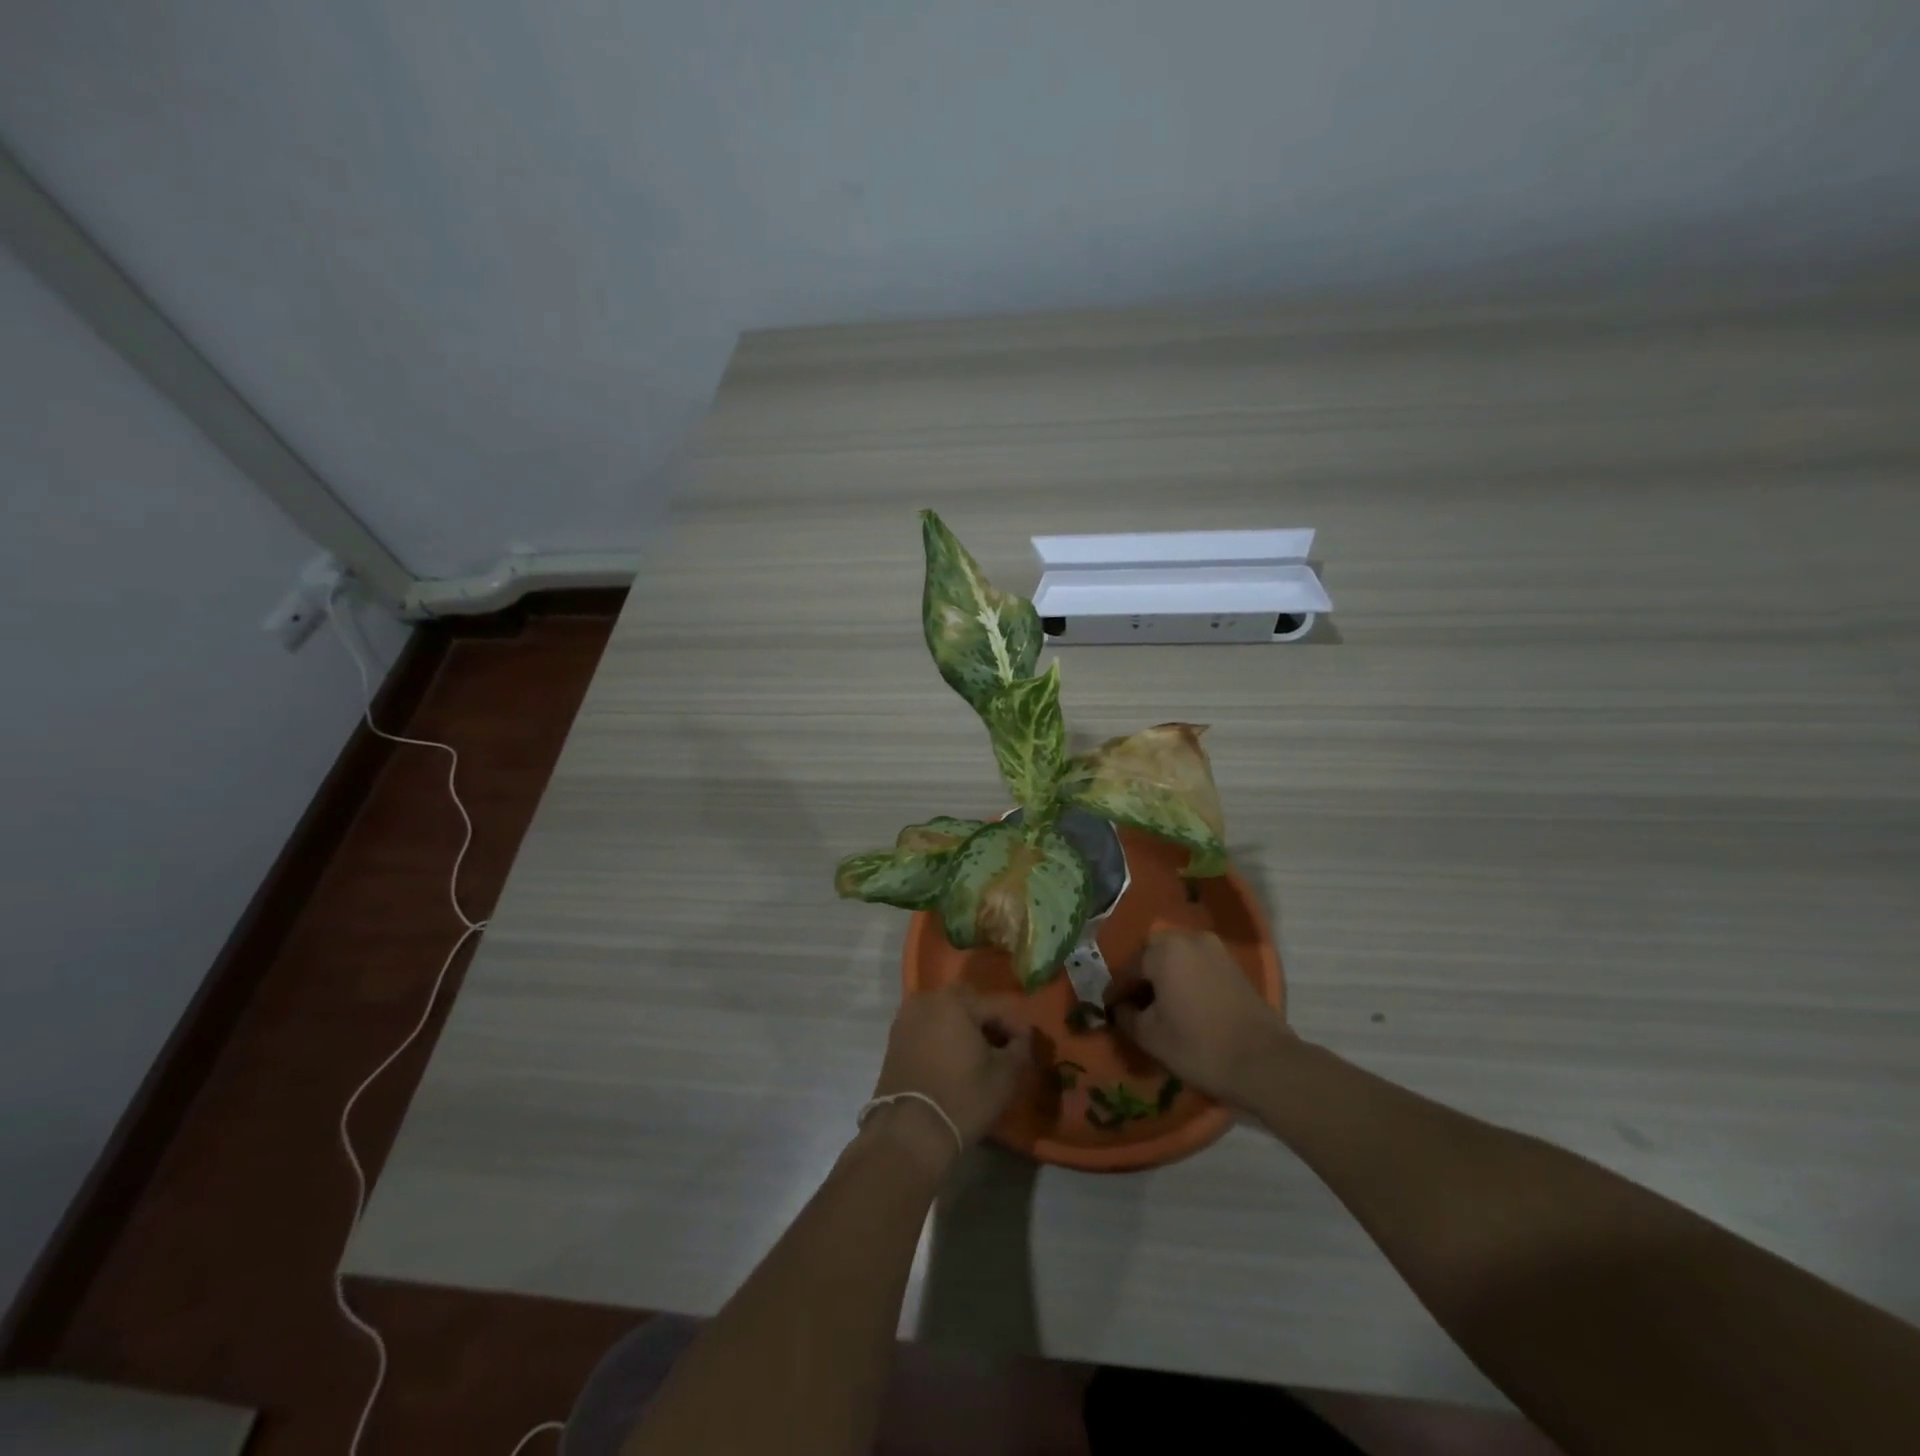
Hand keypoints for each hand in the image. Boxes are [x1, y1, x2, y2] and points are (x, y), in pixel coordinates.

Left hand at [869, 986, 1029, 1166]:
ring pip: (945, 1011)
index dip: (1016, 1026)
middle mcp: (928, 1000)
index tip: (1026, 1048)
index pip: (998, 1005)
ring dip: (963, 1025)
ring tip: (977, 1054)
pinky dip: (942, 1034)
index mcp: (956, 1002)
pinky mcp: (895, 1037)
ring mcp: (907, 1017)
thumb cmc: (962, 1100)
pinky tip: (952, 1059)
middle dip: (988, 1019)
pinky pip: (927, 1025)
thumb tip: (1022, 1038)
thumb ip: (1020, 1049)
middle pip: (969, 1001)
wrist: (909, 1132)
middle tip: (1001, 1047)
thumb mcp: (1005, 1077)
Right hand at [1111, 930, 1289, 1106]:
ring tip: (1159, 1007)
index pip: (1127, 969)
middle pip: (1152, 956)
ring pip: (1176, 959)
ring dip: (1164, 978)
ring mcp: (1215, 949)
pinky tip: (1184, 1005)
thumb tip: (1118, 1008)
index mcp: (1163, 949)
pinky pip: (1197, 965)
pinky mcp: (1233, 965)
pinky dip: (1185, 980)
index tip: (1107, 1011)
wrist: (1264, 1063)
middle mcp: (1188, 938)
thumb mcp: (1150, 1036)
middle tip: (1134, 1006)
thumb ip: (1126, 1016)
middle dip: (1140, 979)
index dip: (1115, 992)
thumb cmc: (1198, 1046)